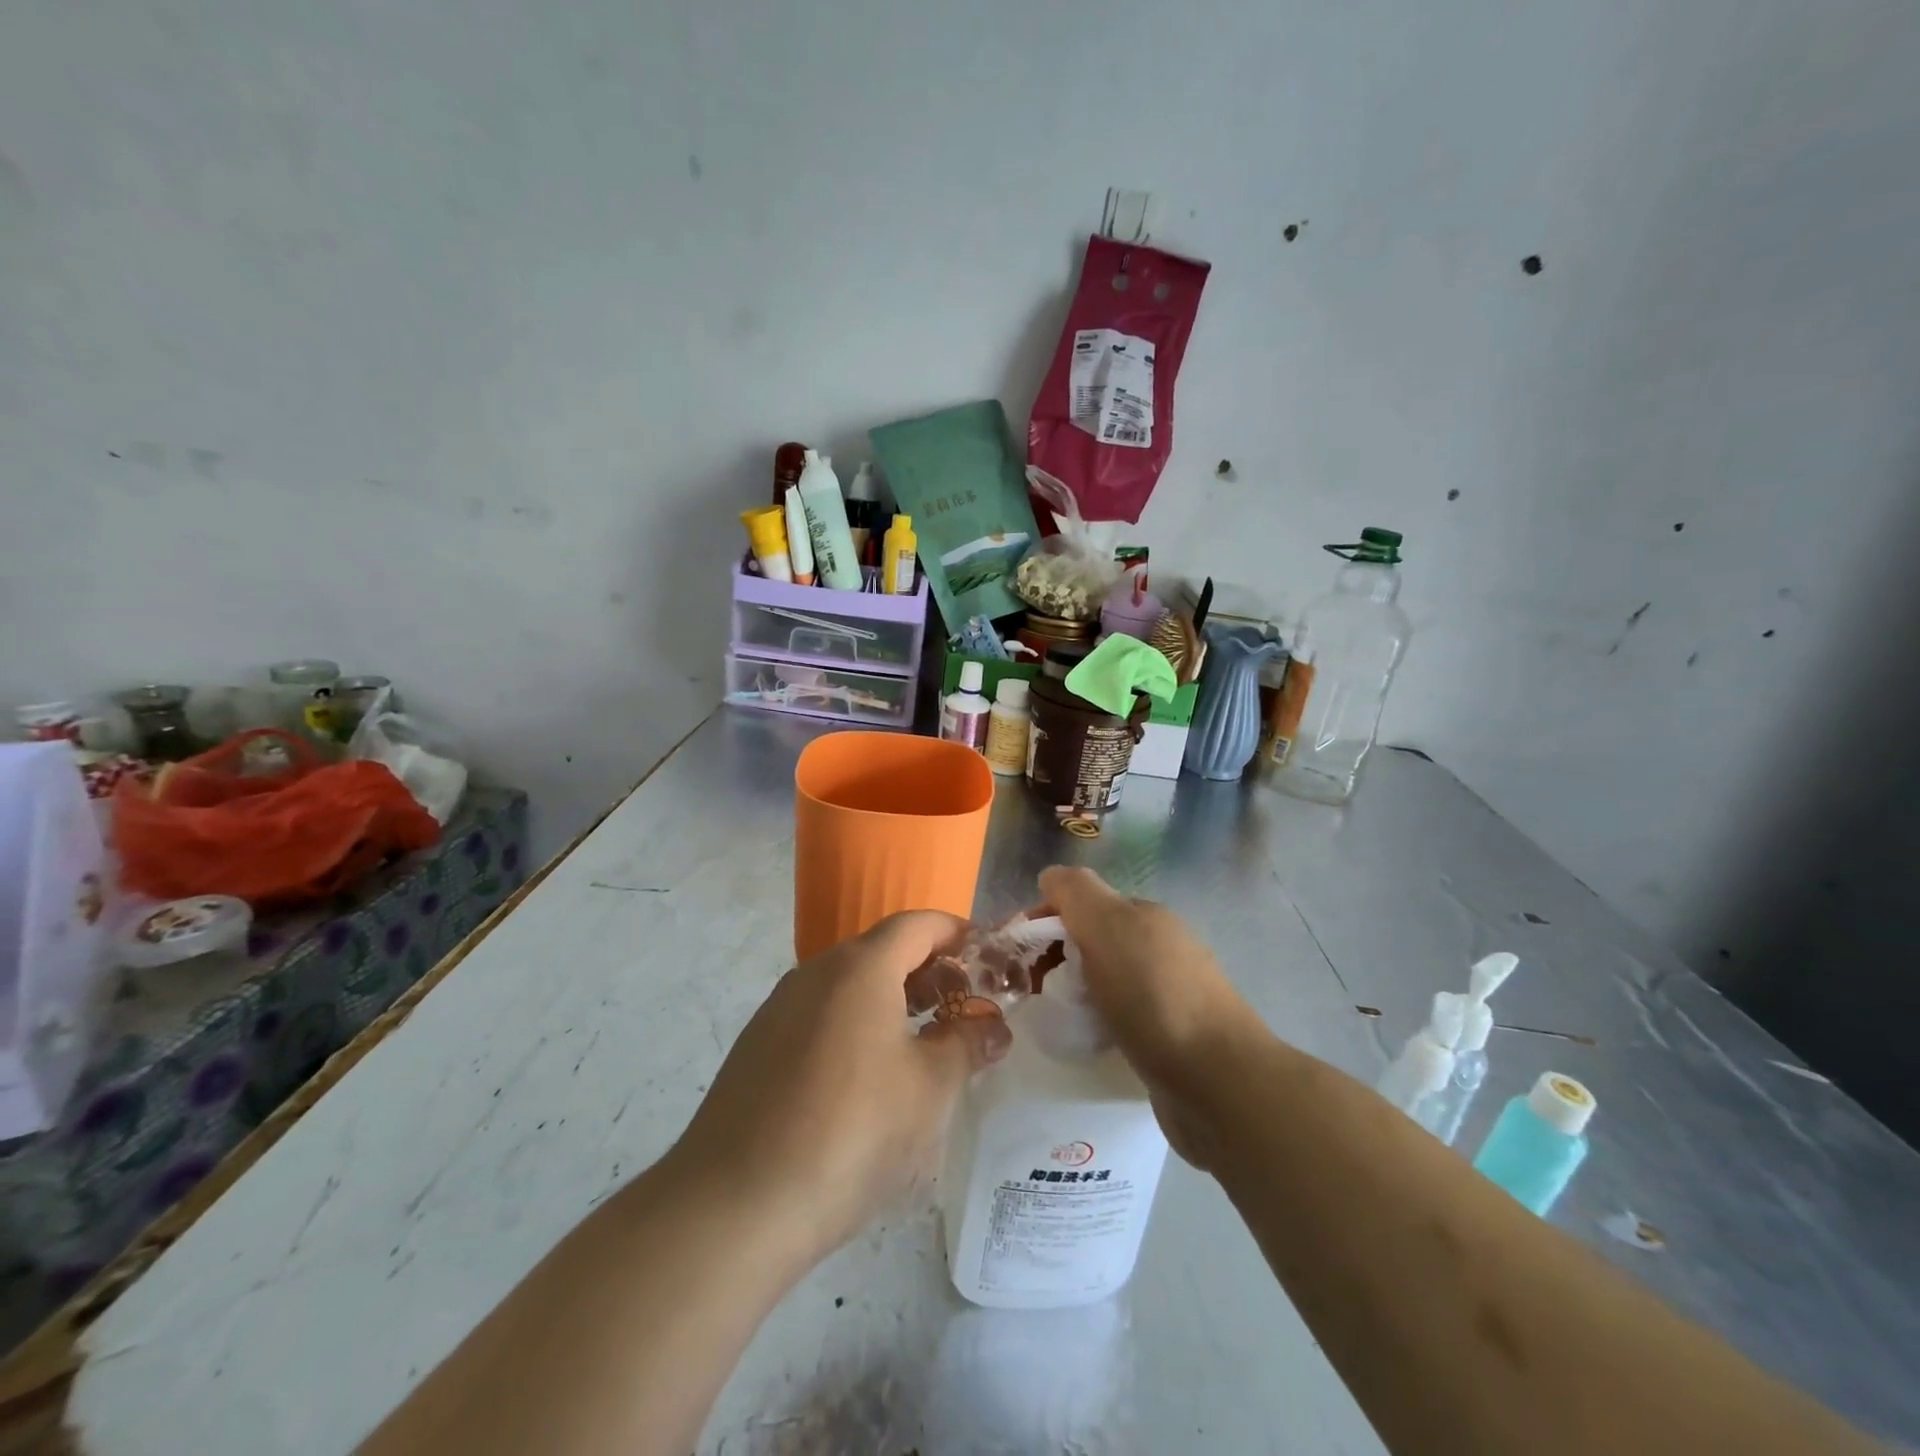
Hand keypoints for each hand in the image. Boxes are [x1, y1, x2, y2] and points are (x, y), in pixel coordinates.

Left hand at [668, 911, 1010, 1265]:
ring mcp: (780, 1008)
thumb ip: (967, 1044)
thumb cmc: (851, 1131)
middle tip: (963, 1008)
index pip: (918, 925)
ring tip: (923, 1044)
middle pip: (882, 951)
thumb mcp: (929, 1089)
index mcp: (861, 967)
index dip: (957, 934)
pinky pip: (821, 1015)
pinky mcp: (757, 1045)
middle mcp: (816, 972)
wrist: (735, 1205)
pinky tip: (868, 1077)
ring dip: (892, 1000)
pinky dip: (856, 1025)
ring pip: (849, 985)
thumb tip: (993, 1027)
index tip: (988, 959)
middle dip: (929, 971)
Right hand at [1039, 865, 1265, 1167]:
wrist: (1218, 1082)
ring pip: (1102, 979)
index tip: (1014, 955)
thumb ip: (1075, 892)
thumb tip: (1050, 878)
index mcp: (1143, 915)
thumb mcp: (1108, 926)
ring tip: (1050, 1017)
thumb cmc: (1154, 997)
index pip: (1079, 902)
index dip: (1043, 921)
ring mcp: (1167, 992)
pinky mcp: (1169, 1035)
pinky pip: (1117, 1015)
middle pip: (1090, 939)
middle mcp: (1158, 946)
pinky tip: (1084, 1041)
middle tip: (1025, 989)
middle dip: (1054, 957)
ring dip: (1073, 991)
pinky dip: (1094, 1021)